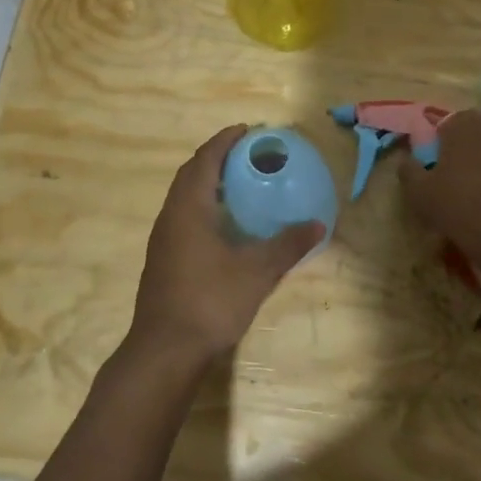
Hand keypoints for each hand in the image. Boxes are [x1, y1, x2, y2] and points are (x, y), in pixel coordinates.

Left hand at [128, 125, 324, 367]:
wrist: (165, 350)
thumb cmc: (210, 301)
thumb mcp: (257, 272)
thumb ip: (287, 245)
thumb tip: (318, 224)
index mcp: (189, 208)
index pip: (205, 159)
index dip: (225, 140)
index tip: (248, 130)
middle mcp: (171, 215)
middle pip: (191, 173)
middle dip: (217, 157)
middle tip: (247, 153)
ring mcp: (162, 238)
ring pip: (184, 195)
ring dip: (208, 181)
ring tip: (239, 182)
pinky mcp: (162, 258)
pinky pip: (183, 215)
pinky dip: (203, 205)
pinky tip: (224, 223)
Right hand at [397, 111, 480, 260]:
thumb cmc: (458, 205)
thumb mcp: (418, 192)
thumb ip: (409, 170)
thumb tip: (407, 160)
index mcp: (463, 124)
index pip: (449, 125)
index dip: (444, 144)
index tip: (441, 167)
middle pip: (480, 133)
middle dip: (473, 150)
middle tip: (465, 180)